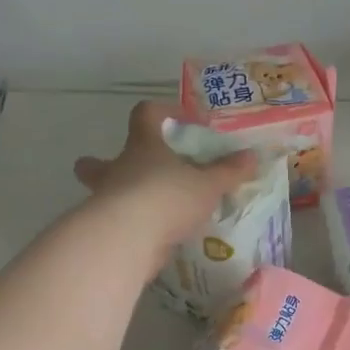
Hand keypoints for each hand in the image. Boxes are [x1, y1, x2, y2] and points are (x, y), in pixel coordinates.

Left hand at [73, 101, 257, 263]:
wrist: (129, 238)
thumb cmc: (168, 198)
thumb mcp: (208, 185)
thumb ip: (228, 172)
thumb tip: (250, 156)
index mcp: (143, 146)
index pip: (145, 114)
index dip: (162, 111)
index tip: (182, 122)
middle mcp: (119, 168)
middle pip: (99, 160)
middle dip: (106, 163)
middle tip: (129, 172)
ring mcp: (107, 199)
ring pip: (101, 192)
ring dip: (116, 197)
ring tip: (143, 211)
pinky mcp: (107, 228)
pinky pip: (115, 221)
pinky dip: (129, 225)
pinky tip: (148, 235)